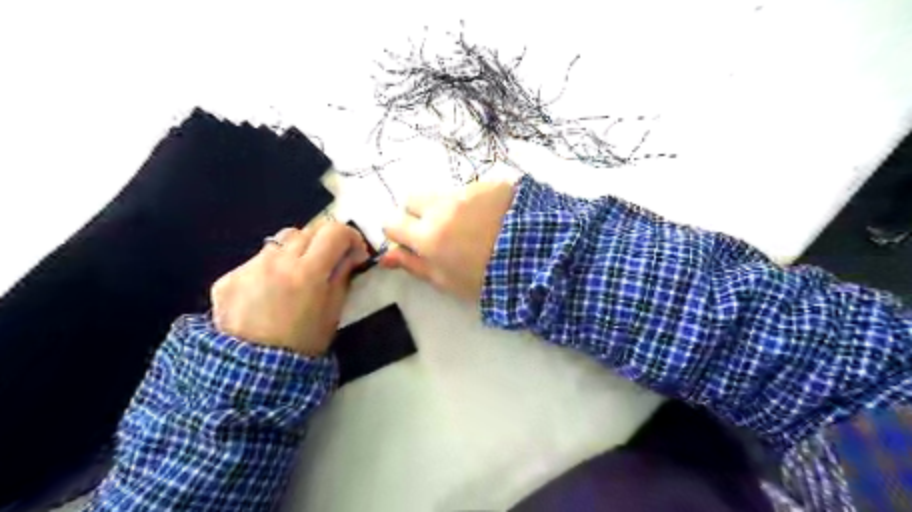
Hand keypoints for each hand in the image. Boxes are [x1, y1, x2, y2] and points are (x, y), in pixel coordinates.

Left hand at [211, 220, 368, 354]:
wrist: (253, 373)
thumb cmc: (304, 344)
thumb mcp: (333, 311)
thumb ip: (342, 276)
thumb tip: (350, 254)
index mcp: (308, 272)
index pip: (334, 231)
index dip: (349, 236)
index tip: (352, 250)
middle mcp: (277, 262)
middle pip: (307, 231)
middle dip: (322, 243)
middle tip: (326, 262)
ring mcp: (249, 268)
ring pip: (279, 242)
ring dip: (294, 252)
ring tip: (294, 276)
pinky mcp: (228, 278)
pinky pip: (256, 261)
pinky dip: (269, 269)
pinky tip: (268, 292)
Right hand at [382, 180, 515, 302]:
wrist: (538, 259)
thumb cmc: (487, 279)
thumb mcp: (447, 281)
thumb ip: (414, 266)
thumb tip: (385, 257)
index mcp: (428, 236)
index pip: (392, 222)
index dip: (398, 232)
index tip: (410, 240)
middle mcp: (441, 207)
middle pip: (412, 198)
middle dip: (416, 212)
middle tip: (436, 229)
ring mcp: (467, 192)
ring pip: (442, 193)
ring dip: (446, 206)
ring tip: (469, 225)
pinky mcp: (489, 184)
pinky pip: (471, 189)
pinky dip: (474, 202)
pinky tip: (491, 217)